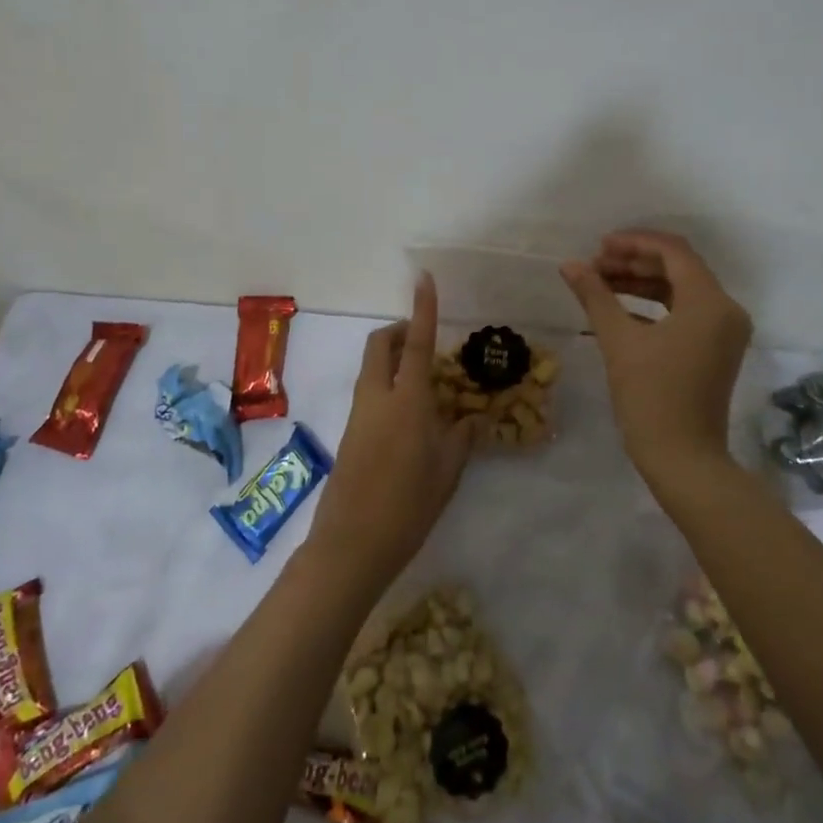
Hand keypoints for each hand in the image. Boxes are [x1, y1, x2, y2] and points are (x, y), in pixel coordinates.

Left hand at [308, 274, 479, 596]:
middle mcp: (377, 397)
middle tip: (425, 341)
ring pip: (372, 368)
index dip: (422, 309)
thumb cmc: (408, 506)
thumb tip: (472, 417)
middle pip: (380, 345)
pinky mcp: (351, 433)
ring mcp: (359, 415)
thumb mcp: (447, 471)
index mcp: (406, 400)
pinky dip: (388, 384)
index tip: (423, 278)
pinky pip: (370, 391)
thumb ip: (461, 437)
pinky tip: (411, 415)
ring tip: (427, 381)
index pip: (417, 343)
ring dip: (393, 358)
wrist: (351, 544)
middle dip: (399, 331)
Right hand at [561, 230, 752, 479]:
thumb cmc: (651, 396)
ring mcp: (724, 331)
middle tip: (595, 265)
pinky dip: (654, 306)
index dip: (634, 242)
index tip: (599, 246)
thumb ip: (595, 296)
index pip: (673, 251)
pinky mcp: (716, 349)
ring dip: (642, 282)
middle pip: (679, 268)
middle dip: (635, 262)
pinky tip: (619, 309)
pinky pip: (685, 312)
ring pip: (681, 290)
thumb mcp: (618, 341)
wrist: (683, 459)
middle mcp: (725, 309)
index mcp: (709, 302)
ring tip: (601, 283)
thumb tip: (570, 265)